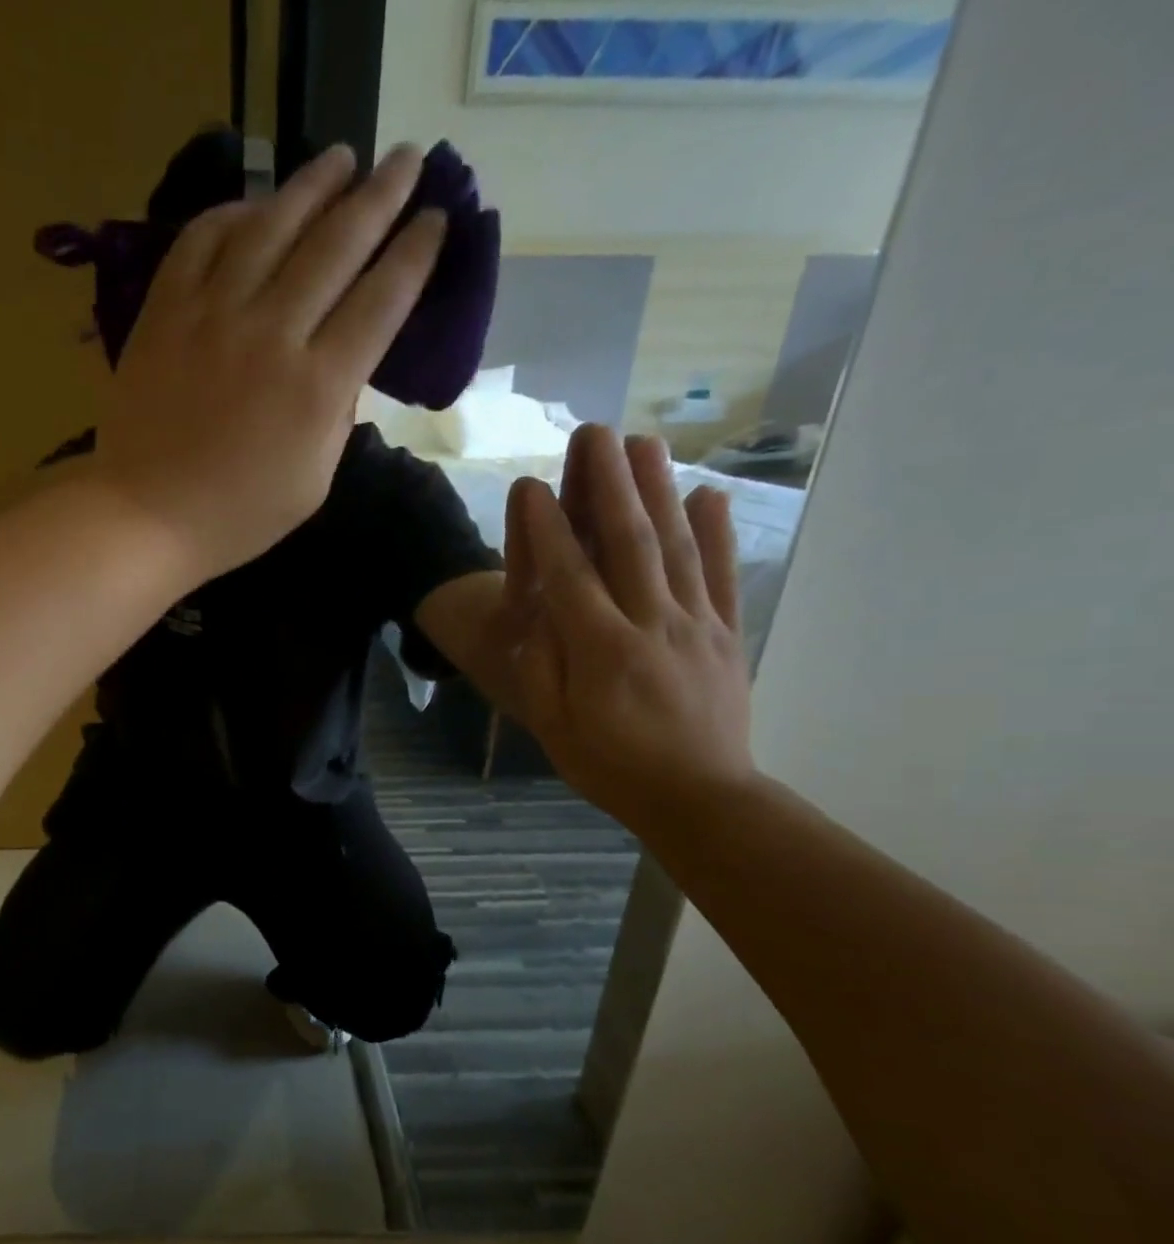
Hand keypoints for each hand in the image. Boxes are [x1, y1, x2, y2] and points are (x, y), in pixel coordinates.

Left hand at [93, 144, 447, 580]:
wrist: (146, 516)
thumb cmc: (236, 516)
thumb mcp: (312, 484)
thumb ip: (336, 417)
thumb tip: (344, 364)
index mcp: (317, 387)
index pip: (381, 299)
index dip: (414, 252)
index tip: (435, 218)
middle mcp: (273, 333)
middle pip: (338, 244)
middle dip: (380, 195)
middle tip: (405, 159)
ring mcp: (214, 315)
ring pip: (272, 225)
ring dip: (313, 184)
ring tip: (340, 158)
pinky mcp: (165, 310)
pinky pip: (202, 240)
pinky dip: (232, 214)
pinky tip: (254, 207)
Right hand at [502, 425, 755, 838]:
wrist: (699, 798)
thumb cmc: (611, 766)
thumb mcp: (554, 727)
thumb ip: (543, 668)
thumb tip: (538, 614)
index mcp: (601, 649)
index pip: (568, 575)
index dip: (545, 527)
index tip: (529, 484)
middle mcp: (651, 623)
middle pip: (629, 542)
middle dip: (608, 483)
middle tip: (596, 432)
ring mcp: (696, 624)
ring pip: (676, 546)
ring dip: (659, 490)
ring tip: (646, 443)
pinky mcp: (726, 633)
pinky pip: (722, 575)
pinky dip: (717, 532)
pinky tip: (708, 495)